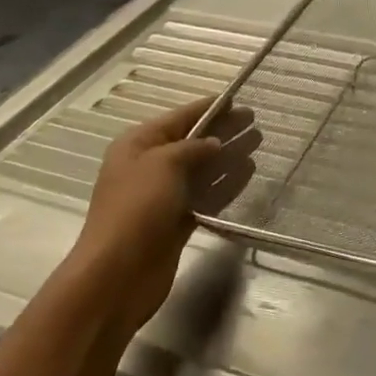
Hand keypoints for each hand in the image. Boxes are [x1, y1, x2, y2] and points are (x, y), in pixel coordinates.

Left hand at [62, 97, 252, 338]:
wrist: (117, 274)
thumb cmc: (136, 209)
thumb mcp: (163, 164)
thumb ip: (193, 148)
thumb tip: (214, 143)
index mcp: (138, 145)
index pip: (179, 118)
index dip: (208, 108)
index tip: (237, 100)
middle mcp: (150, 166)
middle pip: (193, 142)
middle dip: (223, 131)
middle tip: (256, 121)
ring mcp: (164, 195)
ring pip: (203, 169)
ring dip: (229, 156)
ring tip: (258, 144)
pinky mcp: (177, 221)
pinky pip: (206, 195)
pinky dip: (226, 184)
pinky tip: (248, 173)